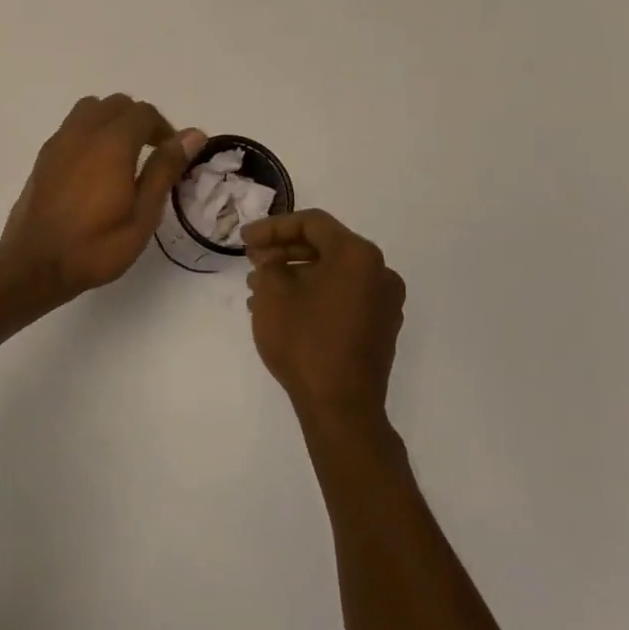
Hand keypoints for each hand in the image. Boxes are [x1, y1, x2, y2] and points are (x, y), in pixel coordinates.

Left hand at [1, 94, 205, 301]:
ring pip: (90, 110)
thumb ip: (165, 169)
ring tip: (122, 157)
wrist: (35, 264)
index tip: (172, 156)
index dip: (164, 129)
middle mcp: (83, 132)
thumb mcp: (143, 214)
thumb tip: (193, 135)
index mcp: (112, 143)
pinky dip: (89, 133)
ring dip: (111, 122)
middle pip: (117, 104)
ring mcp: (58, 142)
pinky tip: (94, 169)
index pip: (144, 113)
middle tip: (151, 155)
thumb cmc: (96, 246)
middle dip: (139, 121)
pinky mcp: (43, 156)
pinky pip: (71, 127)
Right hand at [244, 210, 405, 429]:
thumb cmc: (305, 340)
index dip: (273, 227)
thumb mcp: (273, 293)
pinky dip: (313, 295)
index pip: (312, 223)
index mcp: (357, 255)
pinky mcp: (380, 328)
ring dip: (295, 275)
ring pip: (332, 274)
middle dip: (283, 252)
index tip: (244, 240)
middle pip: (325, 247)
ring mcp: (384, 303)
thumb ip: (269, 263)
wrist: (341, 406)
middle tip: (251, 261)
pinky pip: (342, 297)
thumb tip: (273, 260)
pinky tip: (283, 310)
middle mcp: (380, 272)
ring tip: (259, 290)